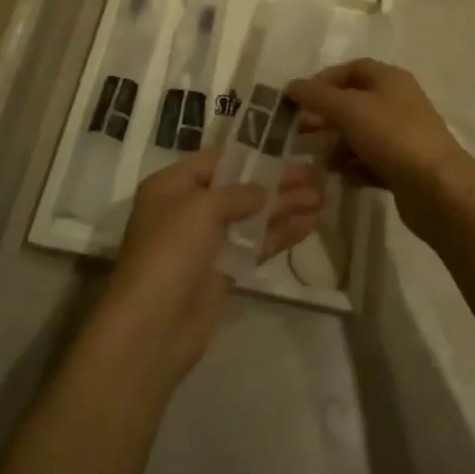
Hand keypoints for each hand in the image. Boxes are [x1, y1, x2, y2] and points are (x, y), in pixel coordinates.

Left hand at [100, 150, 323, 381]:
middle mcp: (188, 209)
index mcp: (171, 186)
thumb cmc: (171, 251)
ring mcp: (206, 243)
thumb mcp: (202, 208)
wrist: (153, 327)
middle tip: (313, 173)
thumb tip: (263, 191)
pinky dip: (280, 235)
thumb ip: (238, 193)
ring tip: (321, 197)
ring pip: (251, 218)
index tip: (283, 146)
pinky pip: (255, 246)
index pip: (215, 160)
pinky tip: (309, 225)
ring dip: (283, 207)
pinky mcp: (223, 273)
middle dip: (274, 181)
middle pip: (238, 188)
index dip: (249, 153)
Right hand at [286, 59, 473, 232]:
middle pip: (353, 103)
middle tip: (300, 133)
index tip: (299, 100)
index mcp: (389, 79)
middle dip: (326, 117)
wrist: (439, 189)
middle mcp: (398, 102)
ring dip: (337, 146)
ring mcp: (403, 136)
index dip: (323, 81)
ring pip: (360, 135)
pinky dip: (354, 167)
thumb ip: (316, 96)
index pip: (351, 69)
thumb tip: (292, 86)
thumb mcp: (348, 109)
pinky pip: (371, 161)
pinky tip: (342, 179)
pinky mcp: (404, 167)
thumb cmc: (392, 136)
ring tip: (321, 162)